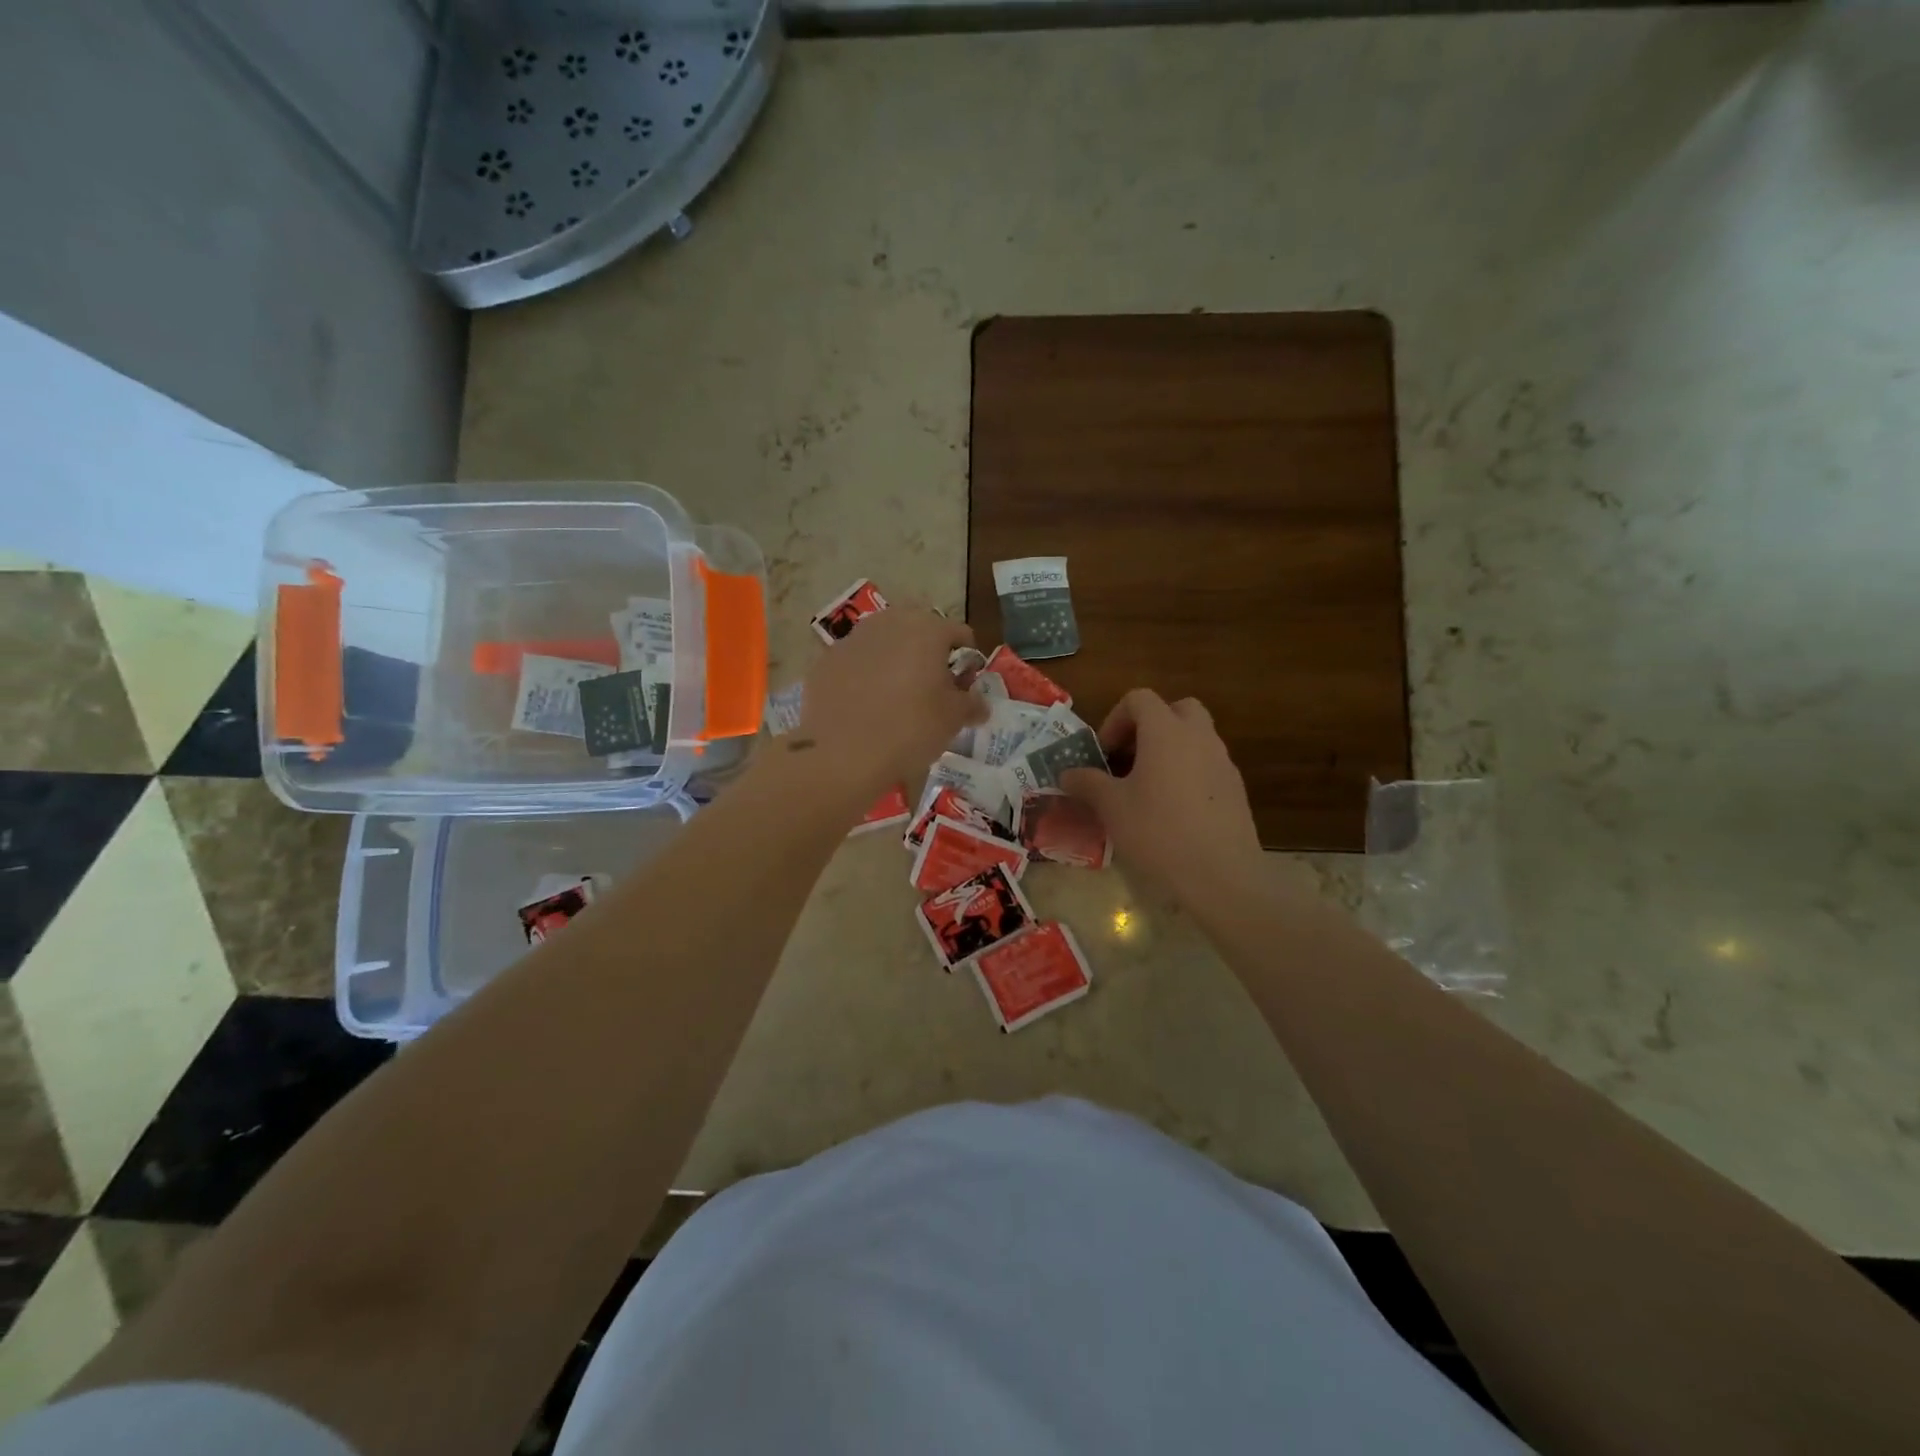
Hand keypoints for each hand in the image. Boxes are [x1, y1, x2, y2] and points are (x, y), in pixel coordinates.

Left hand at [796, 605, 988, 800]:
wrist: (842, 754)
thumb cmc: (910, 729)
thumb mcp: (953, 719)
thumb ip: (971, 704)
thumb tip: (979, 704)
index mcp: (927, 628)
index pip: (960, 634)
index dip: (968, 661)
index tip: (965, 688)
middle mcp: (889, 622)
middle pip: (919, 629)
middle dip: (929, 653)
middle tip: (932, 688)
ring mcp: (853, 639)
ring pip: (884, 642)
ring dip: (895, 660)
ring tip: (897, 697)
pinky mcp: (826, 661)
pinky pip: (856, 662)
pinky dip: (865, 675)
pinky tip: (866, 705)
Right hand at [1060, 689, 1266, 905]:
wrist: (1220, 875)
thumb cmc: (1158, 832)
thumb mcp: (1112, 807)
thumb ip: (1088, 783)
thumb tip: (1067, 774)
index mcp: (1166, 732)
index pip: (1140, 699)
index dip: (1115, 719)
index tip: (1104, 754)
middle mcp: (1199, 737)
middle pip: (1176, 709)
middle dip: (1150, 726)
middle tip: (1130, 758)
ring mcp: (1223, 762)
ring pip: (1196, 737)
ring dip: (1170, 749)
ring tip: (1148, 787)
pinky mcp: (1235, 789)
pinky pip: (1208, 765)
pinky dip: (1188, 772)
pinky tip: (1174, 810)